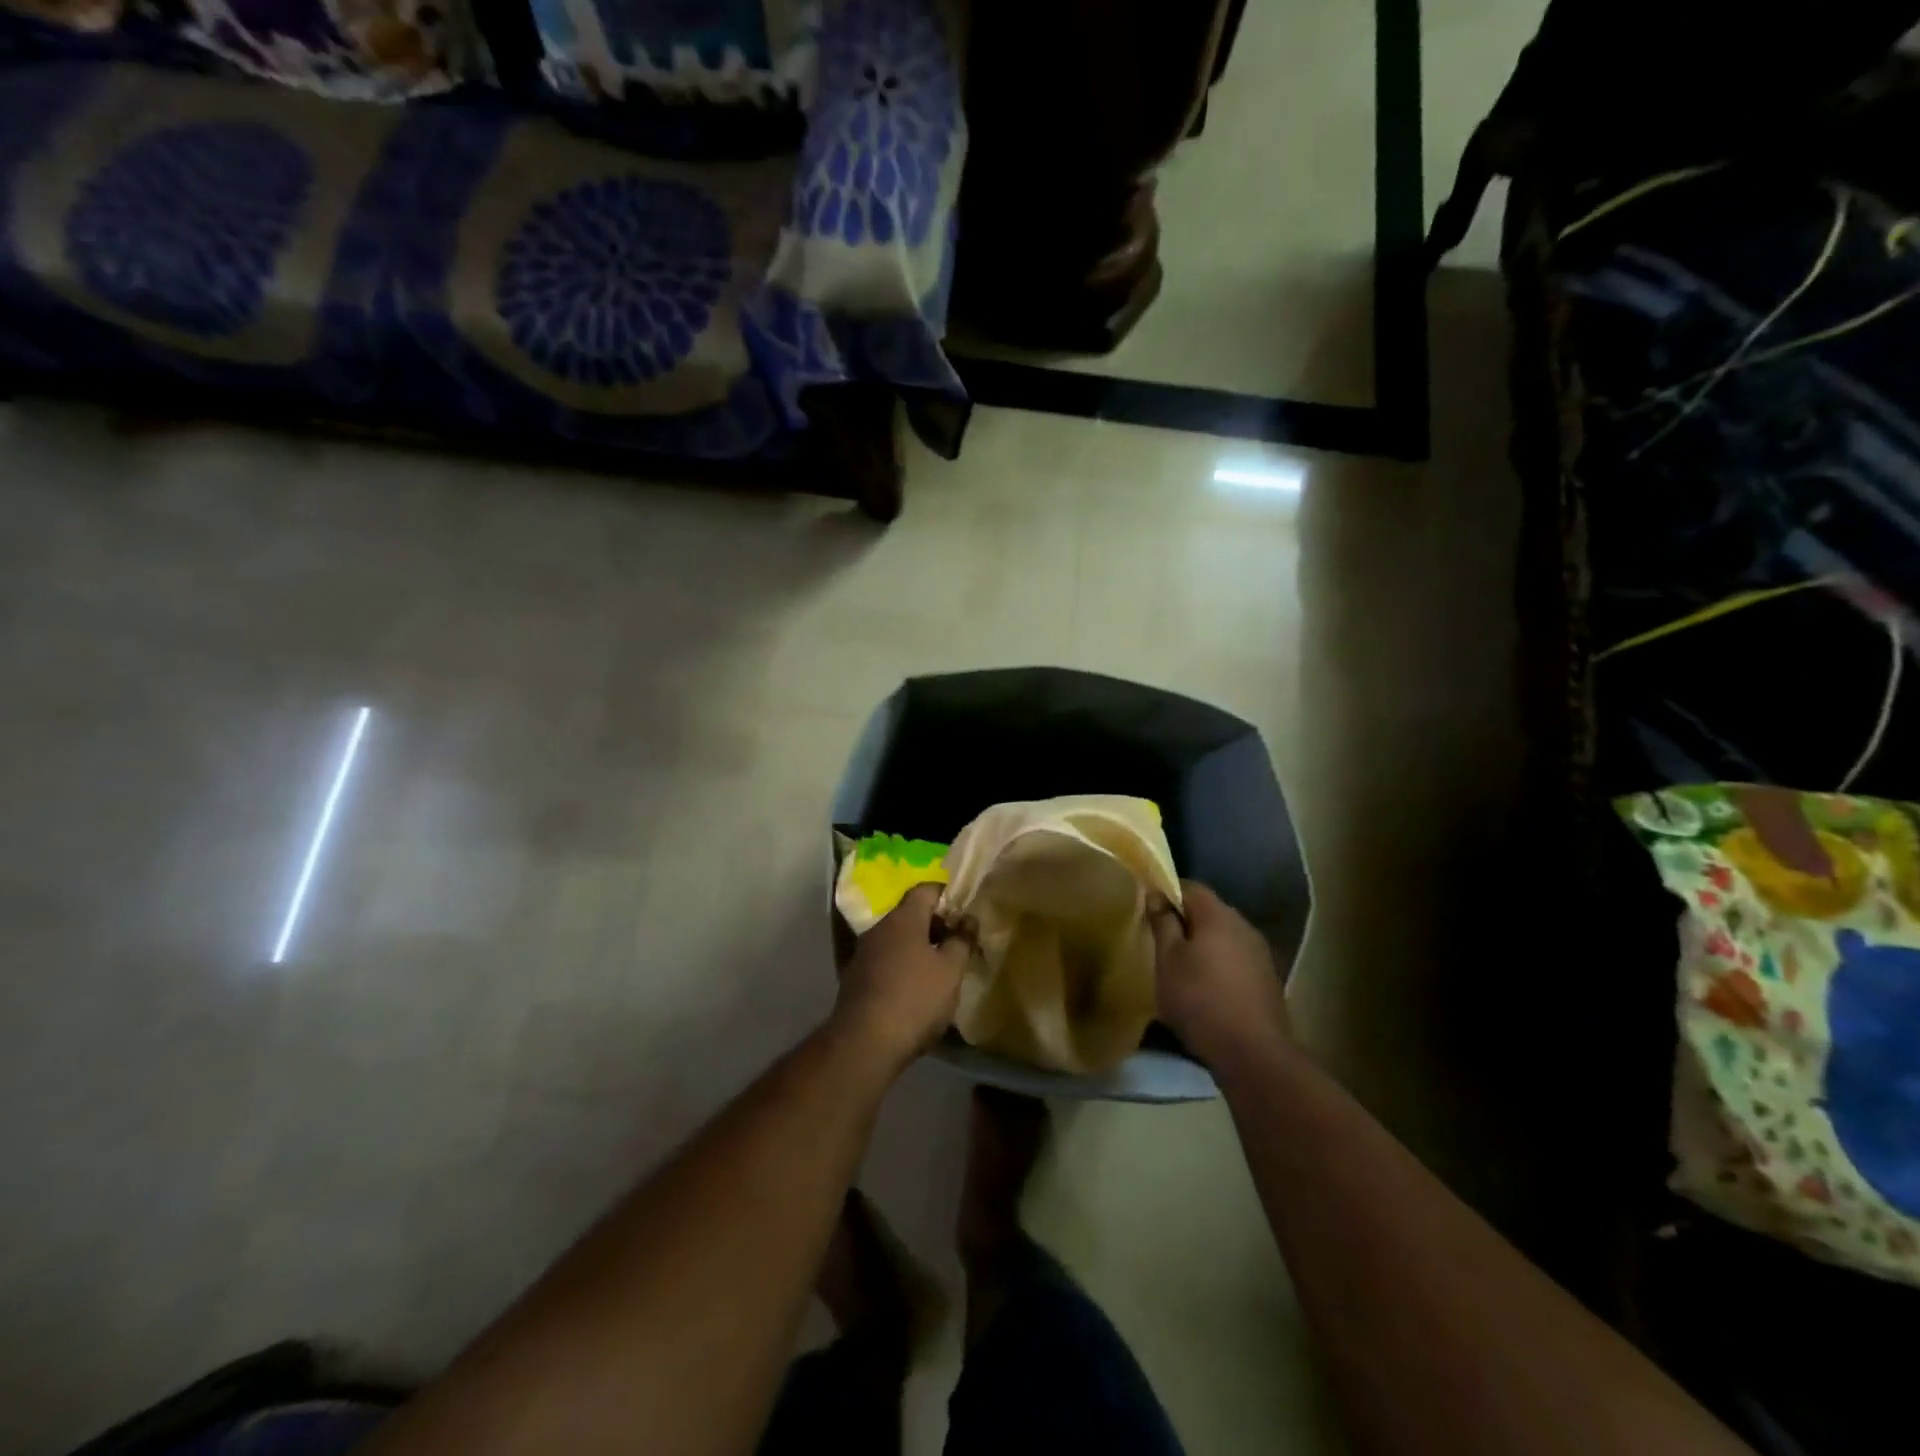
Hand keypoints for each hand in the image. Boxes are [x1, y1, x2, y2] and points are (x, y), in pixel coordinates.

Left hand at [833, 884, 971, 1071]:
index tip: (964, 911)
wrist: (865, 1042)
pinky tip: (915, 988)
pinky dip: (902, 965)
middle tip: (957, 942)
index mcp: (904, 918)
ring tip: (940, 967)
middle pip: (910, 914)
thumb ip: (962, 941)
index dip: (947, 895)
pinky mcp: (855, 978)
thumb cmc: (915, 998)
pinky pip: (885, 960)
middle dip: (934, 924)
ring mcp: (863, 953)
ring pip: (896, 938)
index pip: (926, 890)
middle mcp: (880, 928)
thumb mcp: (950, 971)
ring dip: (918, 947)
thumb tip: (969, 918)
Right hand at [1148, 881, 1290, 1075]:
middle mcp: (1244, 926)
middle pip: (1209, 911)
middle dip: (1184, 921)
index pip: (1190, 887)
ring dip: (1202, 945)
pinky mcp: (1266, 980)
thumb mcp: (1168, 960)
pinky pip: (1235, 959)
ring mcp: (1259, 953)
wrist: (1254, 1054)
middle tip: (1160, 941)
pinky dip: (1218, 965)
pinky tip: (1205, 987)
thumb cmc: (1200, 1000)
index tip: (1149, 910)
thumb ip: (1163, 924)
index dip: (1167, 893)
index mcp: (1219, 915)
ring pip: (1223, 937)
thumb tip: (1157, 895)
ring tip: (1180, 967)